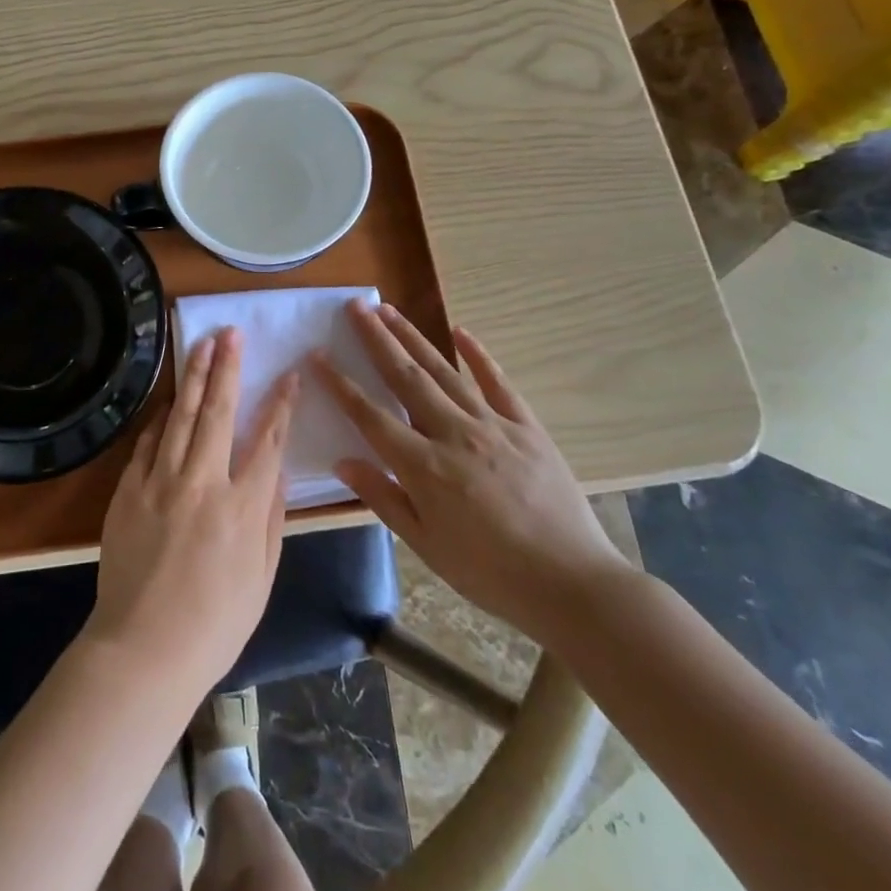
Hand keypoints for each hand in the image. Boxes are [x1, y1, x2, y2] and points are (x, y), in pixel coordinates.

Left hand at [84, 329, 296, 699]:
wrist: (143, 649)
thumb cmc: (214, 624)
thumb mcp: (262, 579)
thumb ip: (272, 519)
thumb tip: (277, 470)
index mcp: (243, 507)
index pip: (268, 440)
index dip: (281, 404)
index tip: (289, 375)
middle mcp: (204, 482)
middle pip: (220, 412)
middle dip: (228, 368)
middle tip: (232, 334)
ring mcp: (161, 482)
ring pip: (183, 416)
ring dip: (195, 377)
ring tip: (203, 345)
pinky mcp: (130, 489)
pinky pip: (149, 442)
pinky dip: (162, 417)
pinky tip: (171, 399)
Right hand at [312, 301, 627, 645]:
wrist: (571, 584)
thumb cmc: (489, 573)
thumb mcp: (425, 545)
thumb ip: (383, 498)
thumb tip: (343, 460)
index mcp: (423, 466)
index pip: (370, 415)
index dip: (340, 384)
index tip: (318, 355)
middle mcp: (452, 434)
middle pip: (405, 377)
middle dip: (376, 339)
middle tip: (356, 307)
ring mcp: (492, 425)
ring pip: (444, 371)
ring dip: (413, 337)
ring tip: (389, 310)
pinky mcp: (526, 427)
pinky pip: (498, 382)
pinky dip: (478, 355)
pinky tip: (461, 331)